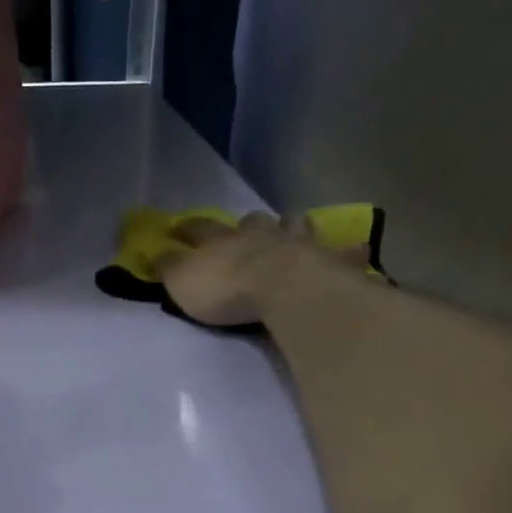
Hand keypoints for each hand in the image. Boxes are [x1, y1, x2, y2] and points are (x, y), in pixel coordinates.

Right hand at [154, 212, 366, 327]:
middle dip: (247, 224)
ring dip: (291, 226)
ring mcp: (297, 244)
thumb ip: (170, 267)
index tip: (177, 227)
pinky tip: (355, 248)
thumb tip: (156, 251)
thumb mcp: (184, 282)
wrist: (286, 290)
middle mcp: (260, 235)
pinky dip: (346, 250)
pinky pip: (341, 252)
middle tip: (248, 228)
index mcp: (221, 240)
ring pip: (294, 226)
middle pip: (252, 222)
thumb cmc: (228, 290)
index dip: (185, 228)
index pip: (198, 228)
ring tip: (293, 228)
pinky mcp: (328, 261)